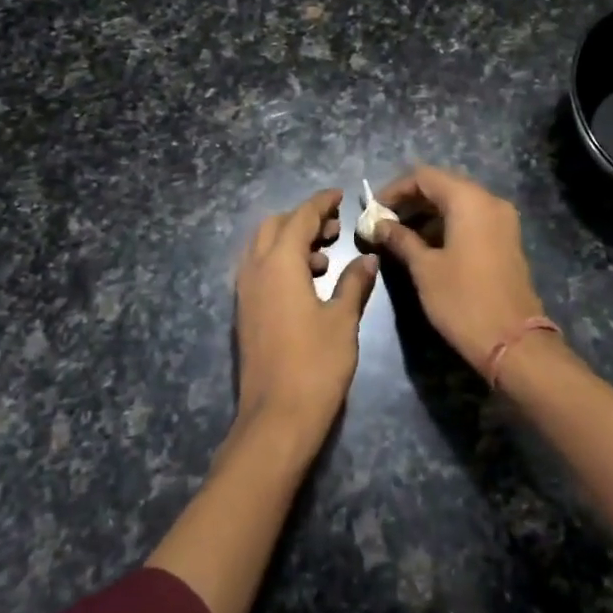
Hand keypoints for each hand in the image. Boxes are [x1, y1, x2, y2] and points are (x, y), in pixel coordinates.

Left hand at [233, 189, 379, 449]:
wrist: (276, 418)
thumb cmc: (315, 364)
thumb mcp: (342, 320)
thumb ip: (353, 283)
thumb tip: (366, 259)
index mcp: (279, 263)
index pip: (300, 217)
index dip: (321, 203)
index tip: (340, 195)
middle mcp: (255, 270)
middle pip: (274, 226)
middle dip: (303, 219)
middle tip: (334, 229)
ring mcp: (245, 292)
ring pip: (263, 248)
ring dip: (292, 241)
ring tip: (326, 258)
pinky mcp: (245, 312)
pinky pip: (259, 269)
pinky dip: (281, 262)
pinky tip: (308, 284)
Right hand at [371, 166, 548, 374]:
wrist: (513, 342)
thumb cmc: (463, 300)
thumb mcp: (424, 269)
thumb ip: (400, 239)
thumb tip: (378, 225)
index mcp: (469, 200)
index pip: (424, 176)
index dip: (395, 189)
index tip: (373, 211)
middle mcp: (489, 201)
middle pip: (442, 186)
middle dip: (410, 201)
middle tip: (383, 223)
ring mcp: (502, 221)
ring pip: (457, 204)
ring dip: (427, 214)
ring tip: (399, 236)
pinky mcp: (506, 240)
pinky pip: (471, 220)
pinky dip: (446, 225)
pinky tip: (425, 246)